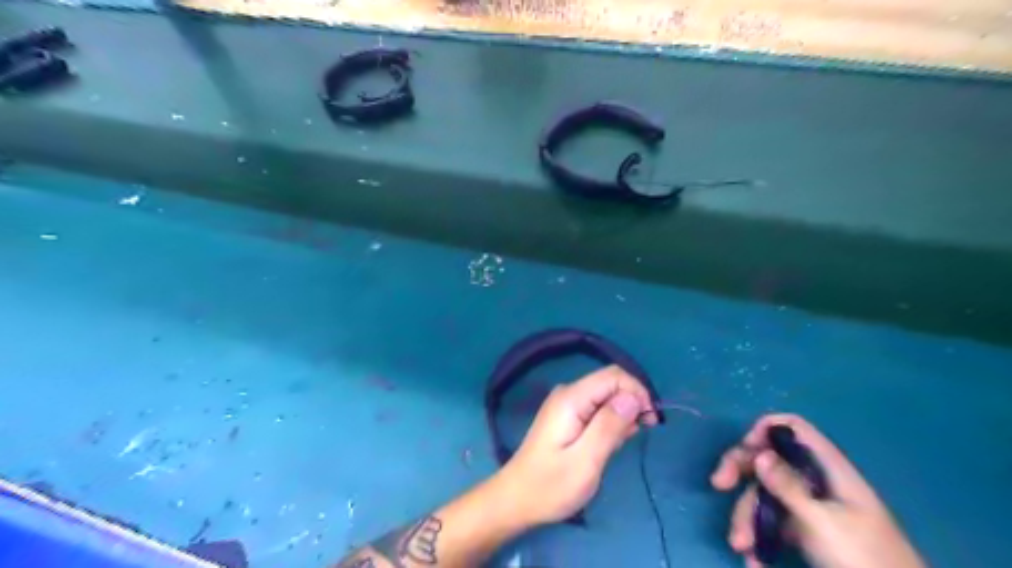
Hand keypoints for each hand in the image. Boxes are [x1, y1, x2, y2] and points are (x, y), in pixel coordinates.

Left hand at [497, 365, 655, 525]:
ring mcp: (567, 404)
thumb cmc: (551, 486)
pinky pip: (597, 408)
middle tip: (638, 434)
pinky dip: (611, 421)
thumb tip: (633, 397)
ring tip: (620, 444)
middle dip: (632, 403)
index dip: (637, 392)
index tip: (650, 421)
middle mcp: (569, 393)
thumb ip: (609, 426)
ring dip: (623, 414)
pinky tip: (611, 443)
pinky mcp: (568, 416)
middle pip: (611, 383)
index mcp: (571, 398)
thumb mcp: (586, 461)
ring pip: (606, 396)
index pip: (614, 376)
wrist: (517, 499)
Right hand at [709, 412, 923, 566]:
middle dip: (741, 472)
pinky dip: (759, 537)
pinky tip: (755, 560)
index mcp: (828, 468)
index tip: (746, 451)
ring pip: (766, 495)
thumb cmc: (862, 559)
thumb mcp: (820, 521)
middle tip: (718, 485)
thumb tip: (758, 453)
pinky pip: (773, 523)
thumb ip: (788, 486)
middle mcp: (815, 481)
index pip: (793, 429)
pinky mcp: (806, 532)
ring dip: (747, 517)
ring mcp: (810, 507)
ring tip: (740, 547)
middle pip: (769, 460)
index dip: (766, 431)